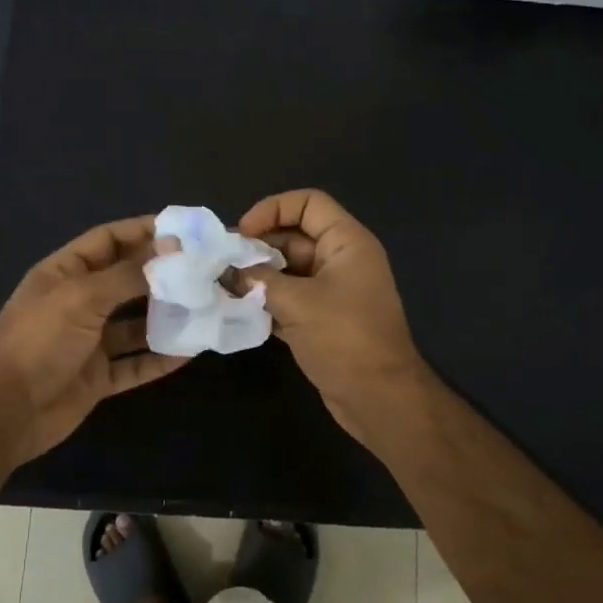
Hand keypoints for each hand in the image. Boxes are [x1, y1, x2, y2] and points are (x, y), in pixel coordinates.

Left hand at [0, 215, 187, 466]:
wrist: (5, 411)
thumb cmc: (38, 340)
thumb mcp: (82, 297)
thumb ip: (127, 275)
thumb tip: (171, 250)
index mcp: (65, 273)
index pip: (108, 240)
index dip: (142, 231)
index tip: (184, 231)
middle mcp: (78, 302)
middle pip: (126, 280)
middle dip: (162, 275)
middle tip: (205, 269)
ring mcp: (88, 341)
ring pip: (135, 323)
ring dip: (167, 316)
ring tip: (207, 307)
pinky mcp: (98, 377)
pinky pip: (135, 363)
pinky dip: (160, 357)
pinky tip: (192, 350)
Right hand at [237, 190, 428, 441]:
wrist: (379, 398)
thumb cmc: (344, 338)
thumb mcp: (297, 302)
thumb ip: (259, 280)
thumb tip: (229, 272)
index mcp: (346, 243)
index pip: (308, 204)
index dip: (273, 209)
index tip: (242, 233)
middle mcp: (341, 261)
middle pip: (294, 237)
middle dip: (258, 247)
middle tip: (222, 264)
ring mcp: (332, 292)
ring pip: (288, 271)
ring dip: (258, 277)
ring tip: (223, 286)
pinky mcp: (323, 320)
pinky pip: (290, 299)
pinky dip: (266, 302)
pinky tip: (238, 310)